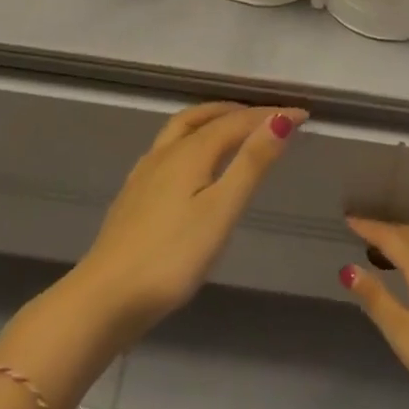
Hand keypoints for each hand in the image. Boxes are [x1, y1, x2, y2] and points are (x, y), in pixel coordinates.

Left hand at [67, 102, 306, 343]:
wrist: (105, 298)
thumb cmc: (172, 256)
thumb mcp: (221, 210)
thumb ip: (251, 164)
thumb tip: (280, 119)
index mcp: (189, 152)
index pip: (236, 122)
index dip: (270, 115)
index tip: (303, 114)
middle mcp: (165, 153)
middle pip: (203, 117)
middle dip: (237, 111)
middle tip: (267, 116)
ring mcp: (144, 174)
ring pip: (181, 130)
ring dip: (211, 120)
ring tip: (233, 129)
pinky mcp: (133, 195)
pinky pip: (168, 149)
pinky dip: (191, 140)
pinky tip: (192, 165)